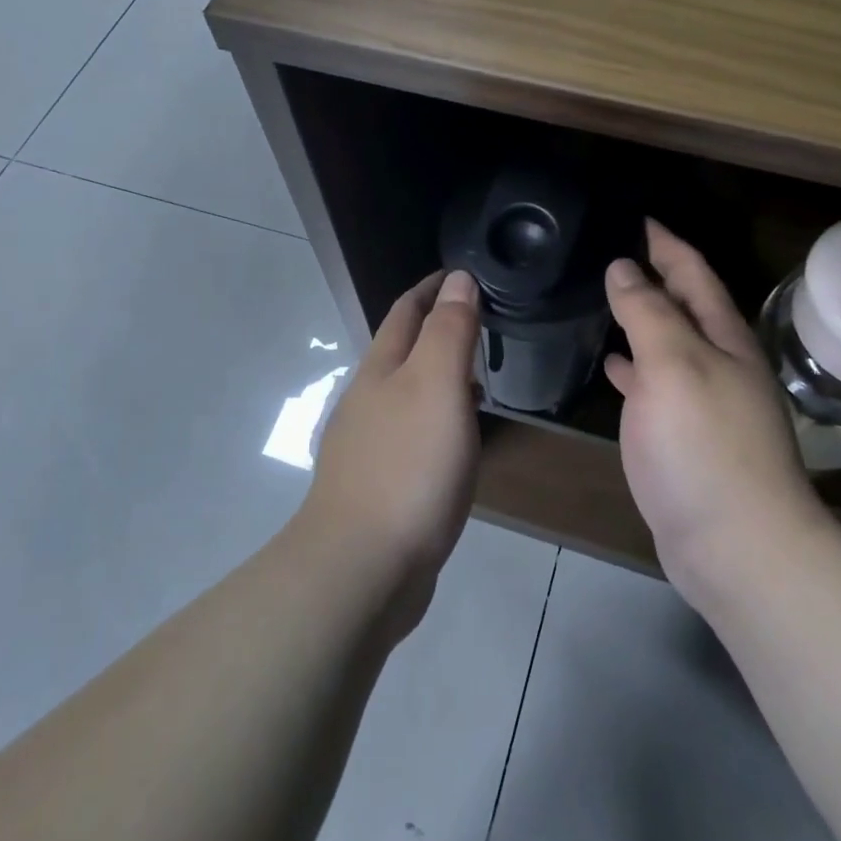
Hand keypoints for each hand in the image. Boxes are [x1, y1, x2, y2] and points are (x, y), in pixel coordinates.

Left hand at [301, 269, 483, 635]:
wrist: (361, 567)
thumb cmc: (407, 466)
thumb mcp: (437, 386)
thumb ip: (449, 331)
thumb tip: (458, 279)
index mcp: (380, 370)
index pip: (406, 311)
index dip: (433, 288)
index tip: (463, 273)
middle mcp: (367, 400)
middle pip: (401, 350)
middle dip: (434, 329)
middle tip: (478, 322)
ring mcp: (367, 445)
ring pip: (406, 394)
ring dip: (435, 376)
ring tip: (473, 375)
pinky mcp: (377, 485)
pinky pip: (411, 434)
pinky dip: (435, 419)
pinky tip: (452, 439)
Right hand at [605, 220, 830, 601]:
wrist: (736, 545)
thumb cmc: (704, 445)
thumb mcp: (673, 364)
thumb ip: (648, 312)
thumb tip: (624, 267)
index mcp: (723, 339)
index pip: (694, 274)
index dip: (667, 244)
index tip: (639, 217)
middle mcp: (719, 364)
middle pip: (685, 307)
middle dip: (656, 276)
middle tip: (614, 253)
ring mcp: (703, 403)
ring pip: (669, 345)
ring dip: (643, 320)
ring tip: (605, 299)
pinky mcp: (685, 438)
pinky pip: (656, 385)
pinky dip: (634, 367)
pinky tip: (612, 366)